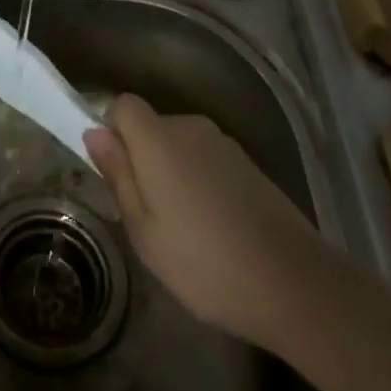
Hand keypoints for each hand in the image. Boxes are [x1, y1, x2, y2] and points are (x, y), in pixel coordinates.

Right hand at [85, 94, 317, 345]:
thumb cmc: (204, 263)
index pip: (123, 106)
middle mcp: (190, 128)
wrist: (295, 284)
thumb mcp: (144, 231)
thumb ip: (118, 175)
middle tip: (147, 214)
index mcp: (158, 140)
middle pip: (152, 126)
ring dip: (174, 172)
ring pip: (181, 146)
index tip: (117, 173)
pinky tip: (216, 229)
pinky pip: (208, 160)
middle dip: (143, 158)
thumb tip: (95, 132)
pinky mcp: (250, 165)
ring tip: (184, 229)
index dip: (113, 132)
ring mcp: (225, 145)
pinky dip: (202, 182)